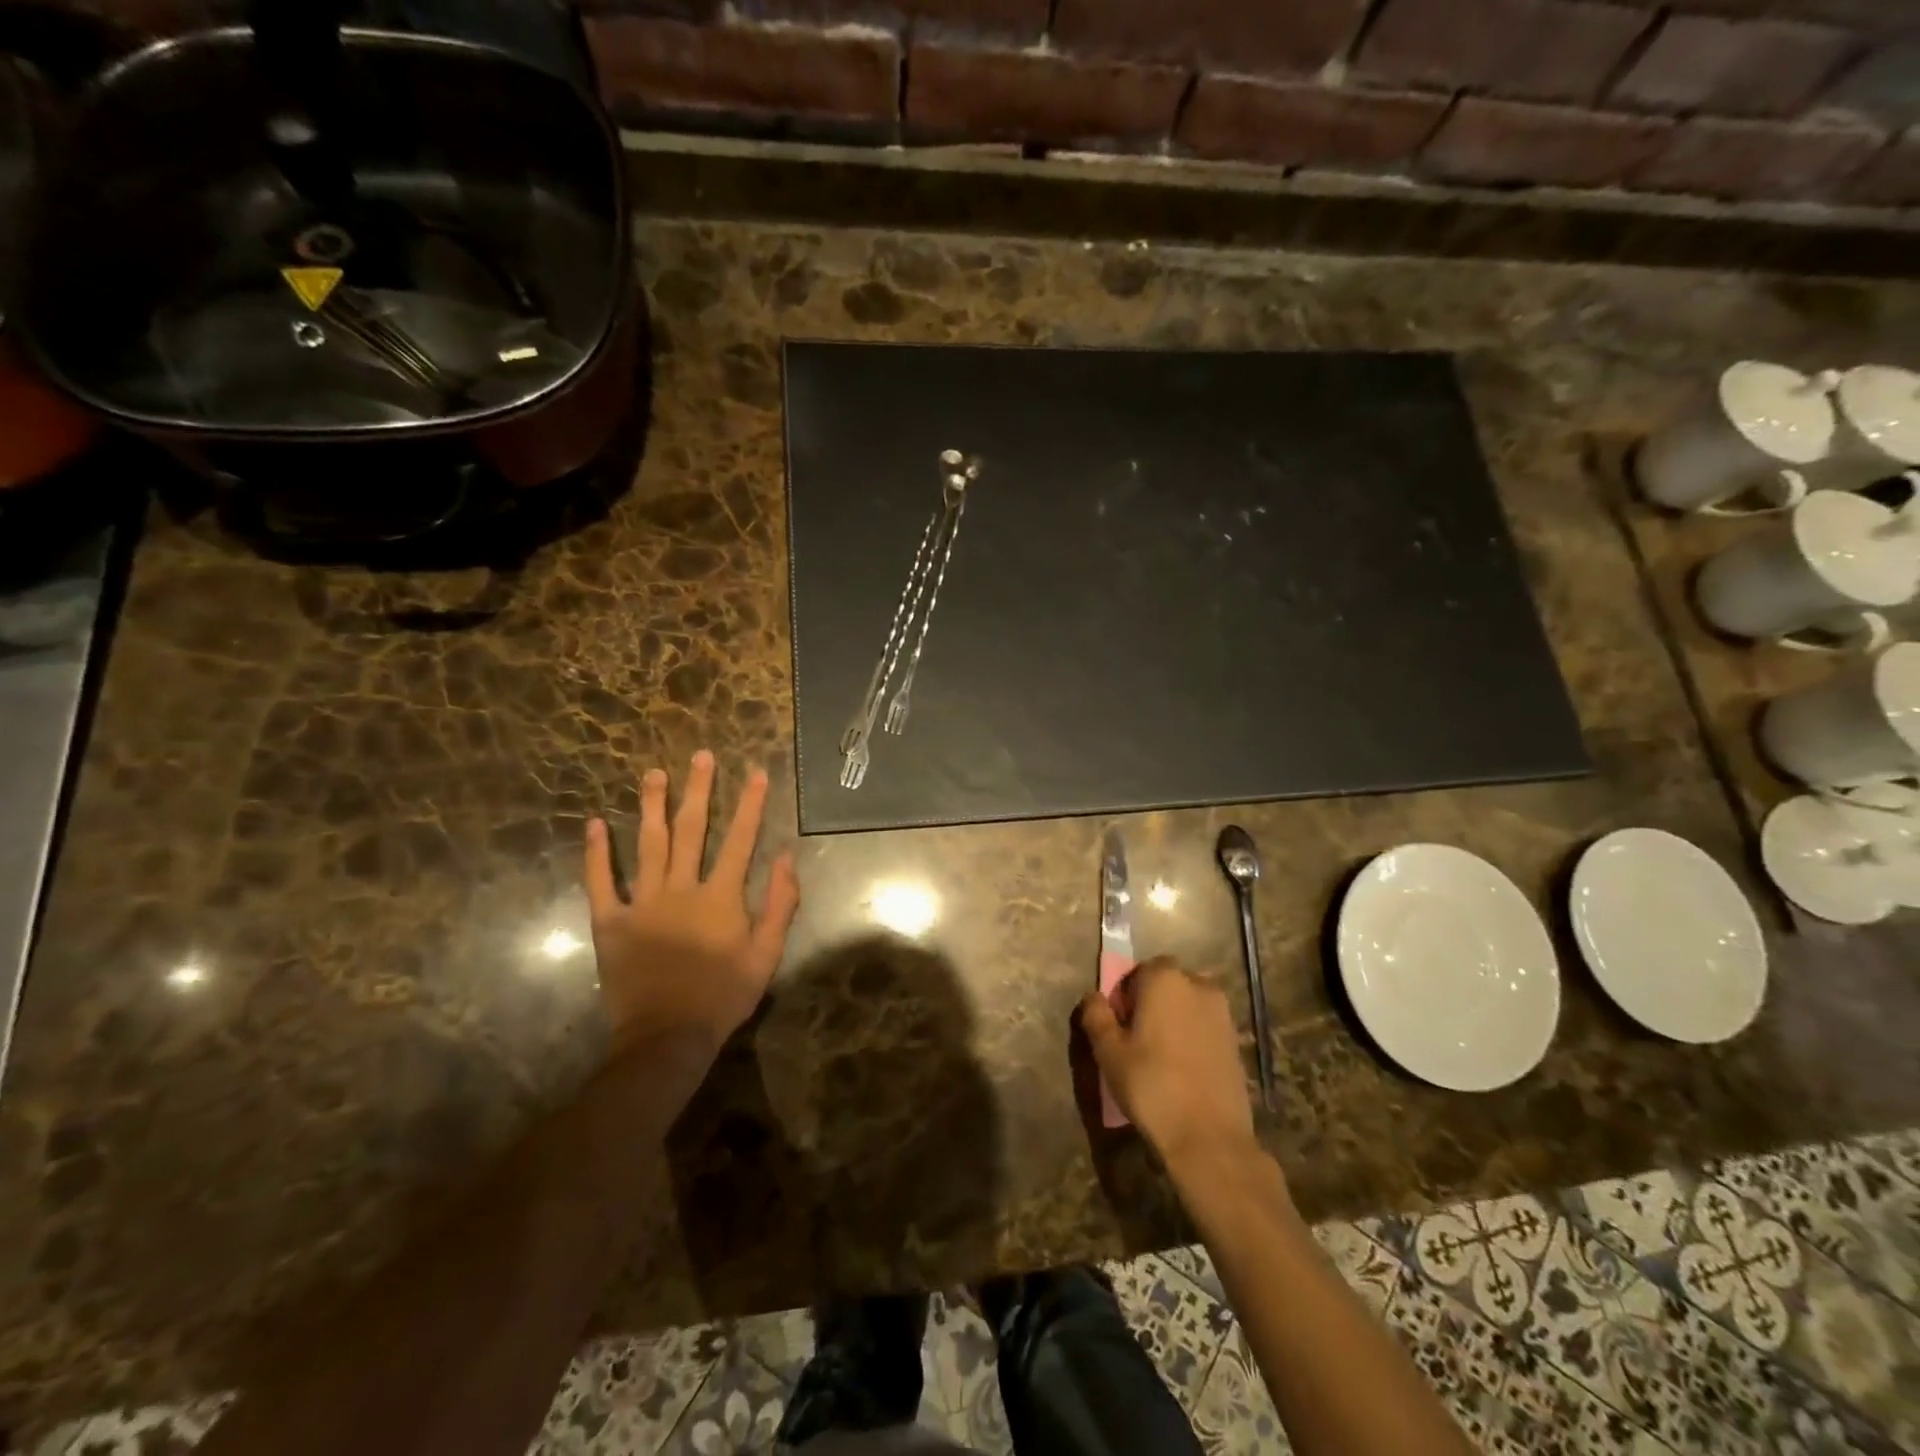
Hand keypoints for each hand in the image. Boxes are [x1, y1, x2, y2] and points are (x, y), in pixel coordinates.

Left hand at [583, 751, 799, 1061]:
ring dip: (651, 806)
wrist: (667, 1037)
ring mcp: (642, 903)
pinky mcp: (610, 922)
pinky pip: (600, 882)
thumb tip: (787, 857)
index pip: (740, 839)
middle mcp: (681, 889)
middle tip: (699, 756)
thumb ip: (780, 904)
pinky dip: (596, 853)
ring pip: (647, 844)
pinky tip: (594, 823)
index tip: (755, 771)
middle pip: (691, 830)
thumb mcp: (767, 954)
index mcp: (720, 896)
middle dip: (698, 790)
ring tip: (652, 774)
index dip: (750, 804)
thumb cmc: (723, 996)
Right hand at [1079, 958, 1255, 1168]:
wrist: (1209, 1137)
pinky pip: (1205, 1027)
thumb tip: (1093, 996)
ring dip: (1173, 1019)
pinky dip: (1192, 1038)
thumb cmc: (1151, 1085)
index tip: (1118, 1025)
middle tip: (1136, 1041)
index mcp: (1164, 978)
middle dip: (1150, 1003)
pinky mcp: (1237, 1040)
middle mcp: (1198, 985)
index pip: (1138, 970)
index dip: (1124, 995)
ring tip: (1160, 1057)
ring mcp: (1222, 1012)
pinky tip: (1183, 1069)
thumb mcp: (1108, 1051)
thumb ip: (1096, 1015)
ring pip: (1187, 1005)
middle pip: (1166, 984)